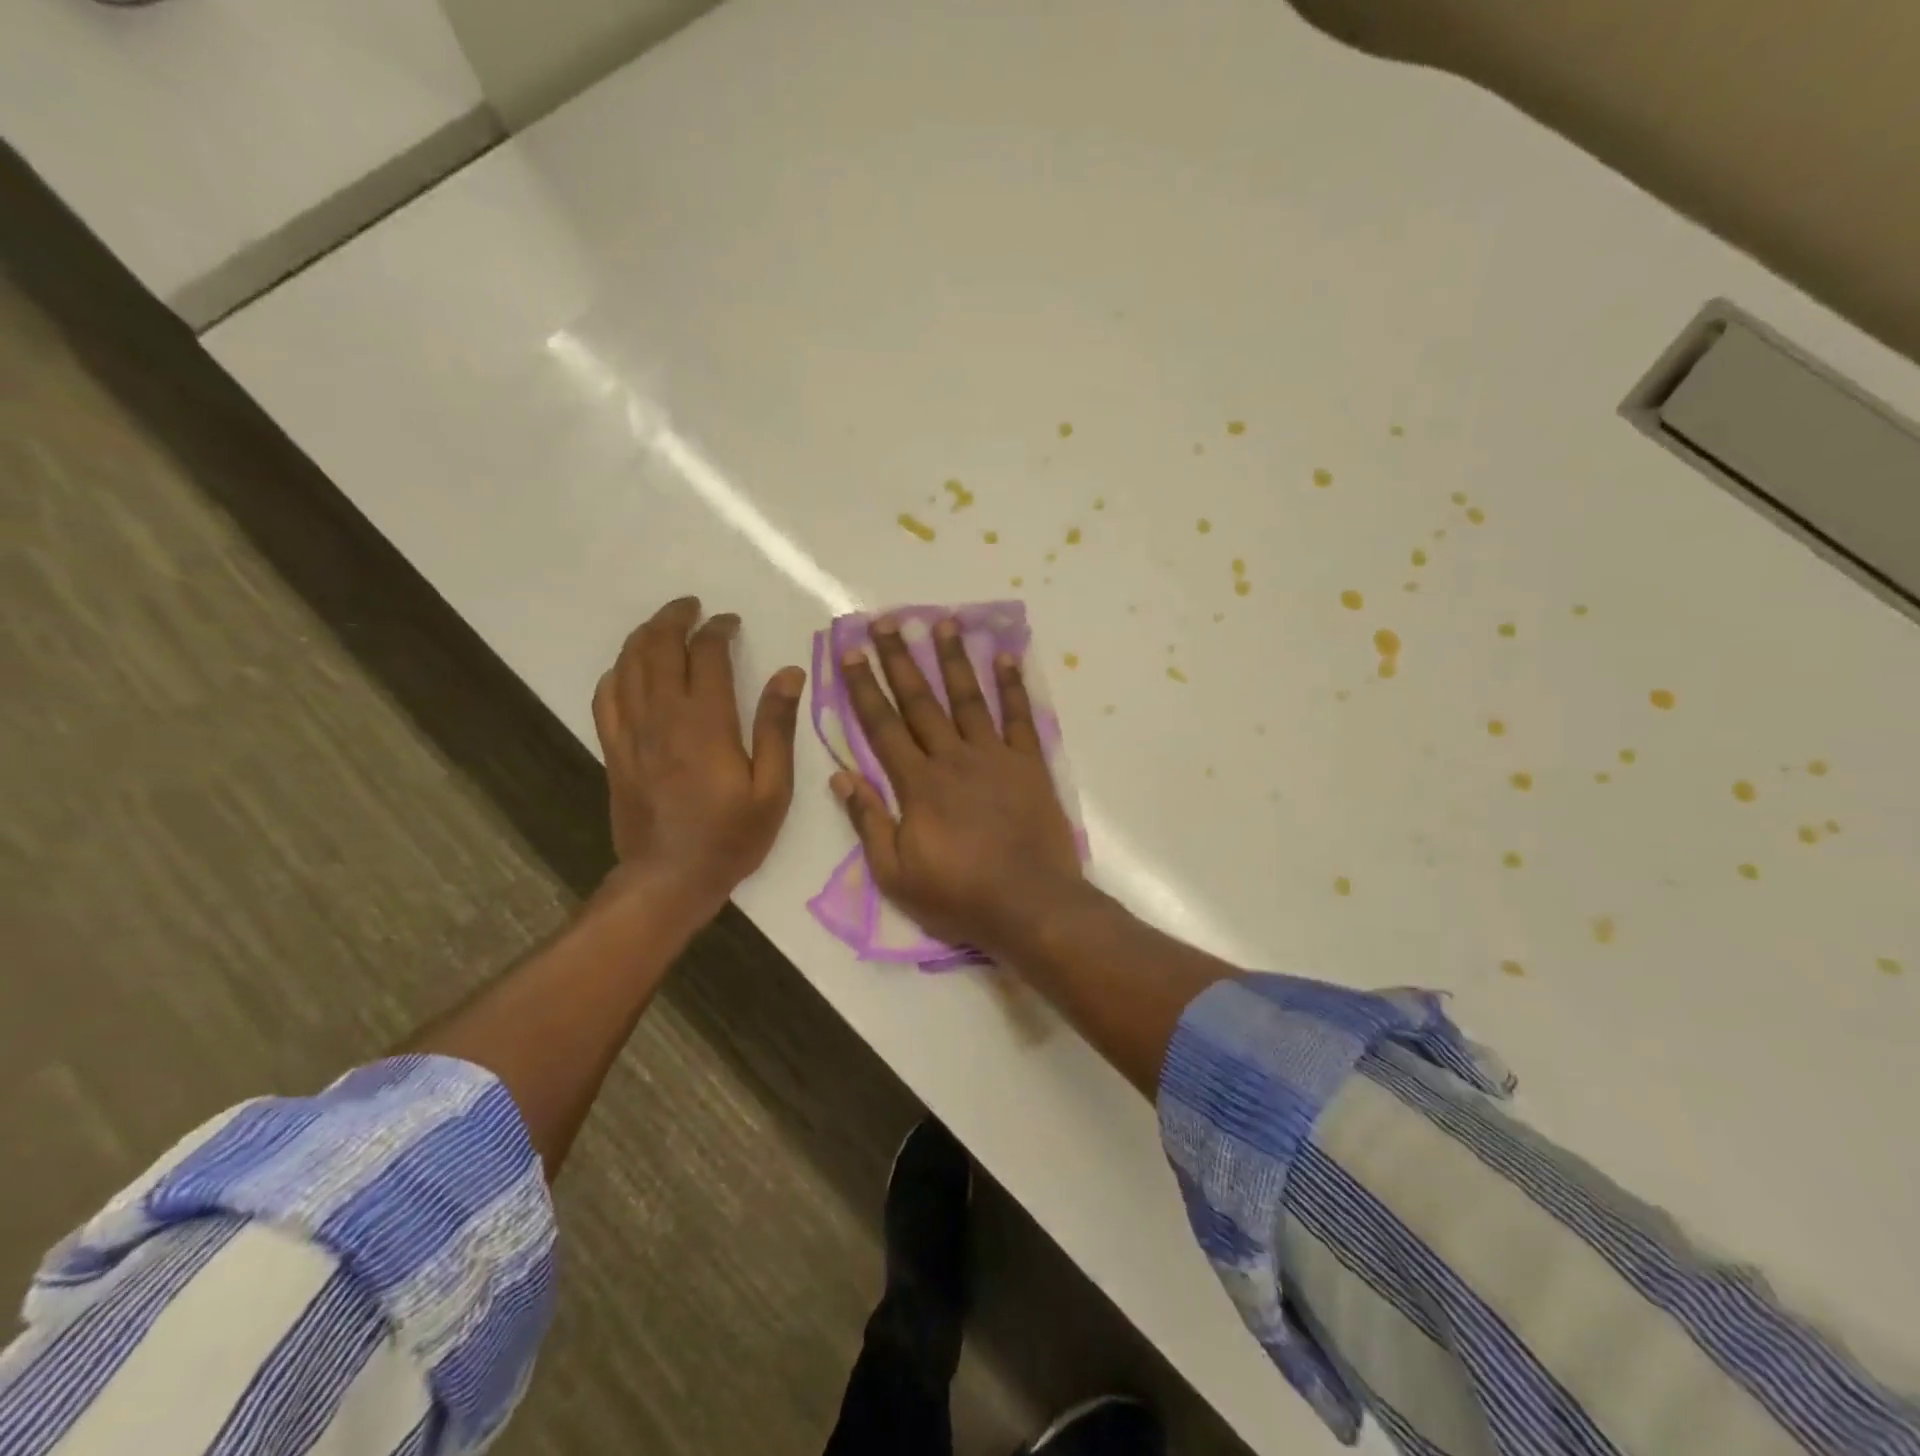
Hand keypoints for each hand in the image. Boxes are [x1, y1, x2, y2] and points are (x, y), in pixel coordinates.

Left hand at [592, 597, 804, 916]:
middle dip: (675, 618)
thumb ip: (778, 727)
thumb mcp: (773, 788)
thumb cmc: (731, 836)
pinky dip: (618, 671)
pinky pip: (606, 696)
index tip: (731, 622)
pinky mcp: (614, 750)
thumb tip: (789, 674)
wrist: (669, 878)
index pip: (707, 655)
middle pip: (659, 648)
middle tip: (692, 607)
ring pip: (628, 665)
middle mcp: (663, 716)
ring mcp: (632, 732)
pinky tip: (629, 668)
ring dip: (645, 636)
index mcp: (706, 722)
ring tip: (663, 624)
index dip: (718, 630)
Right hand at [834, 617, 1083, 954]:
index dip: (864, 687)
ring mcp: (994, 757)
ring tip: (942, 621)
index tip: (850, 653)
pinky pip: (1020, 717)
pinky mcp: (1029, 764)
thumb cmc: (958, 895)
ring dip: (953, 658)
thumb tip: (840, 777)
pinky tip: (1006, 656)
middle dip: (899, 659)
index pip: (882, 726)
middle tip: (885, 621)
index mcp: (917, 784)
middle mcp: (953, 758)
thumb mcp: (895, 873)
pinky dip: (1013, 685)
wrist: (1029, 905)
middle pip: (920, 701)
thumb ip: (869, 822)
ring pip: (969, 697)